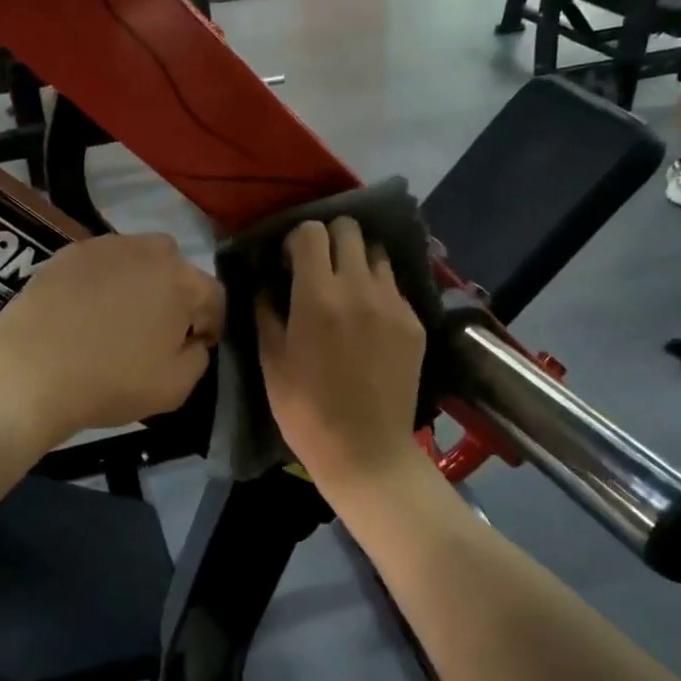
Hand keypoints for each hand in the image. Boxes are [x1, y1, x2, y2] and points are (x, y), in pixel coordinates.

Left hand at [0, 232, 223, 445]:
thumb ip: (198, 358)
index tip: (197, 347)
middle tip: (158, 331)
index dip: (211, 325)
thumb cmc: (110, 381)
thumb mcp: (175, 387)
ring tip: (119, 319)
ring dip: (139, 285)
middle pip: (176, 270)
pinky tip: (85, 313)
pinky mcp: (66, 252)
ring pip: (137, 261)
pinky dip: (102, 283)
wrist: (28, 371)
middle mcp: (148, 250)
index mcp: (182, 280)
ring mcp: (104, 246)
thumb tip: (192, 342)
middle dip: (176, 296)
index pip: (215, 296)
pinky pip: (100, 265)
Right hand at [256, 218, 425, 492]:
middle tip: (318, 267)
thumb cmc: (306, 411)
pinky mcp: (415, 322)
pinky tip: (368, 317)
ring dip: (357, 259)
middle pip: (349, 228)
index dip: (295, 239)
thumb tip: (266, 282)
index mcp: (318, 296)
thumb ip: (266, 311)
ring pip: (377, 252)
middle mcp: (360, 288)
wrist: (366, 451)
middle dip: (329, 239)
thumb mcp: (271, 360)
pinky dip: (377, 288)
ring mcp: (393, 304)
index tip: (288, 262)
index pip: (312, 232)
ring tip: (347, 287)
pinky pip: (394, 285)